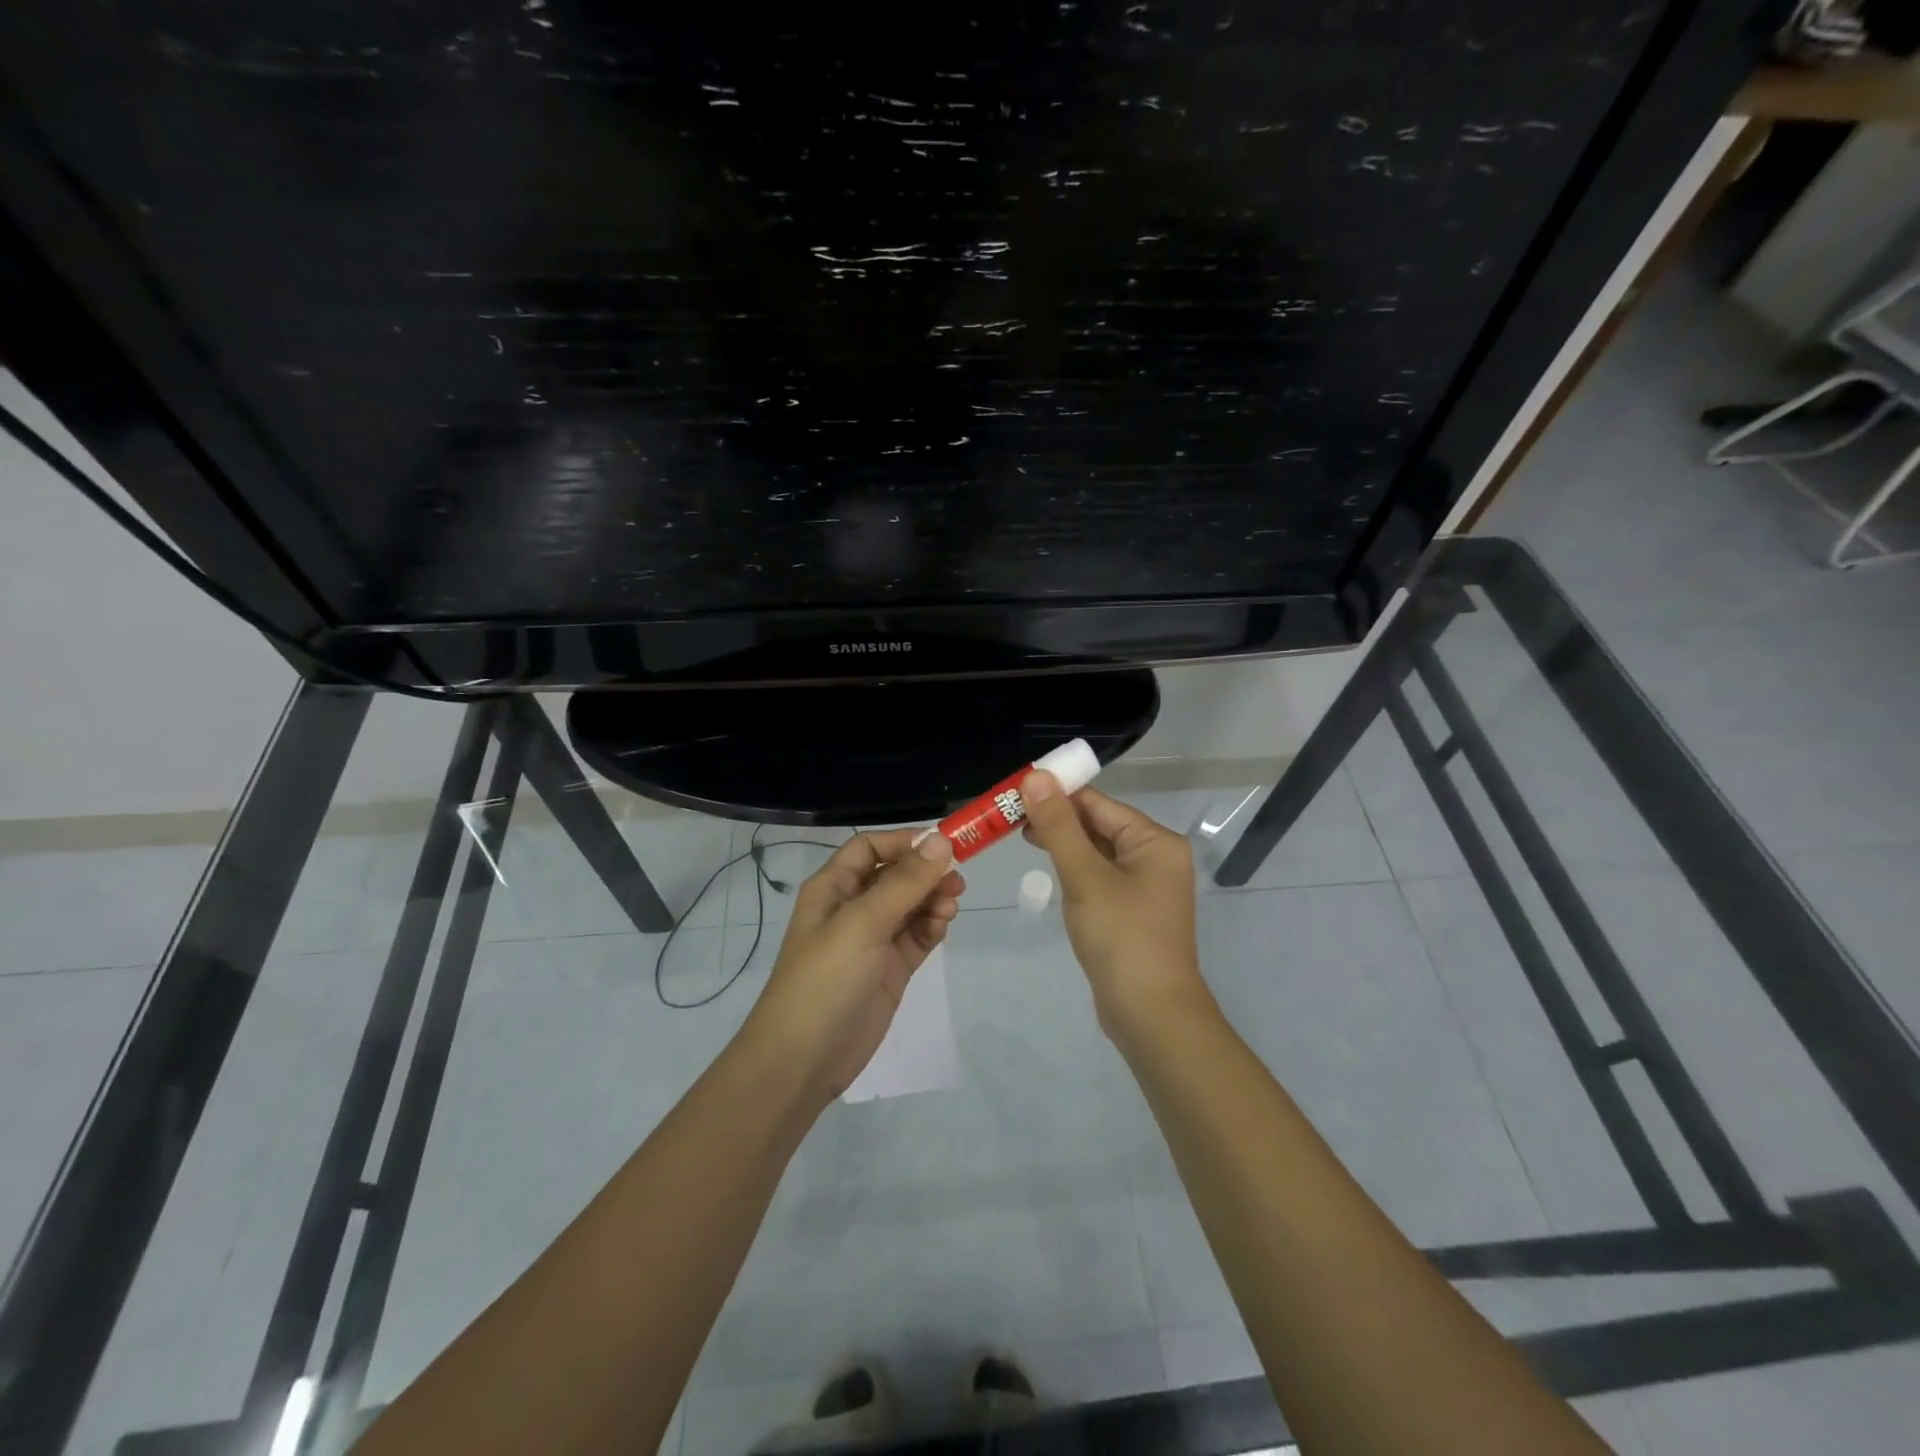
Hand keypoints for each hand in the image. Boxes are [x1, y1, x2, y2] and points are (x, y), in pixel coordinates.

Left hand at [742, 828, 964, 1107]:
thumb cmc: (825, 978)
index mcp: (834, 888)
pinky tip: (942, 925)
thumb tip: (941, 840)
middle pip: (895, 875)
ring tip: (951, 906)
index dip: (904, 842)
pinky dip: (932, 927)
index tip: (942, 845)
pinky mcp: (889, 969)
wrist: (804, 1059)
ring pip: (910, 905)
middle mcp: (853, 908)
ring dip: (932, 899)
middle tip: (957, 880)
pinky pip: (916, 936)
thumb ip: (904, 882)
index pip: (870, 847)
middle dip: (925, 872)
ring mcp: (872, 940)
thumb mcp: (863, 923)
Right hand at [1019, 773, 1211, 1039]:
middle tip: (1009, 816)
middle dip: (1056, 818)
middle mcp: (1155, 856)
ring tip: (1020, 835)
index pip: (1098, 803)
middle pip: (1098, 824)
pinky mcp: (1131, 910)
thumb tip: (1036, 776)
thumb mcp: (1085, 877)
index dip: (1056, 793)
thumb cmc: (1121, 938)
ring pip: (1096, 851)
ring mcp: (1144, 885)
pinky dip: (1074, 868)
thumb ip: (1058, 826)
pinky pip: (1098, 876)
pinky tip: (1048, 868)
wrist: (1151, 1015)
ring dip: (1062, 842)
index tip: (1014, 792)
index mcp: (1155, 841)